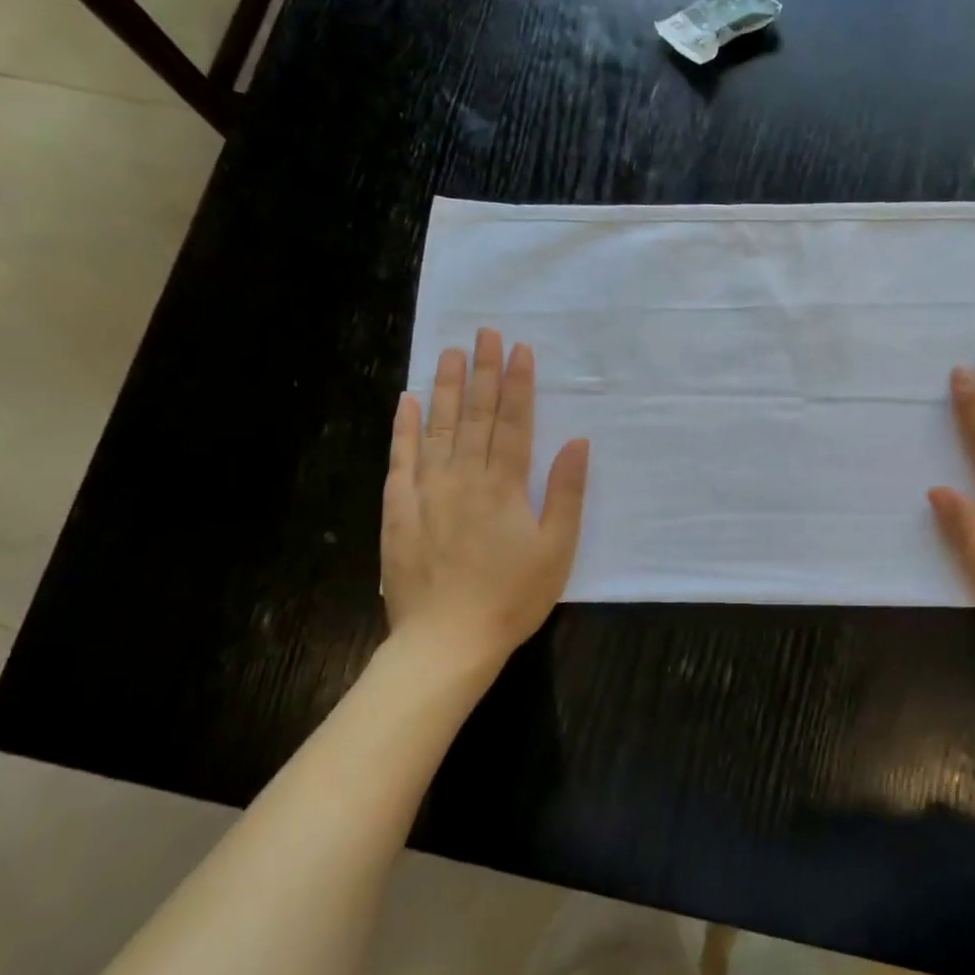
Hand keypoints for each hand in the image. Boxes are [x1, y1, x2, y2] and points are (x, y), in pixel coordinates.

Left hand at [381, 328, 589, 668]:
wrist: (446, 642)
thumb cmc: (512, 597)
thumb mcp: (556, 549)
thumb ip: (566, 493)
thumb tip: (576, 441)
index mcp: (505, 486)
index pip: (512, 422)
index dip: (517, 384)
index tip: (519, 349)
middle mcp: (463, 478)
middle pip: (475, 415)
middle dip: (482, 371)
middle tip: (485, 333)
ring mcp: (426, 492)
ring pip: (437, 428)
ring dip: (445, 388)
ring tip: (449, 352)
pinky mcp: (398, 511)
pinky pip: (400, 460)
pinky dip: (404, 429)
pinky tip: (407, 402)